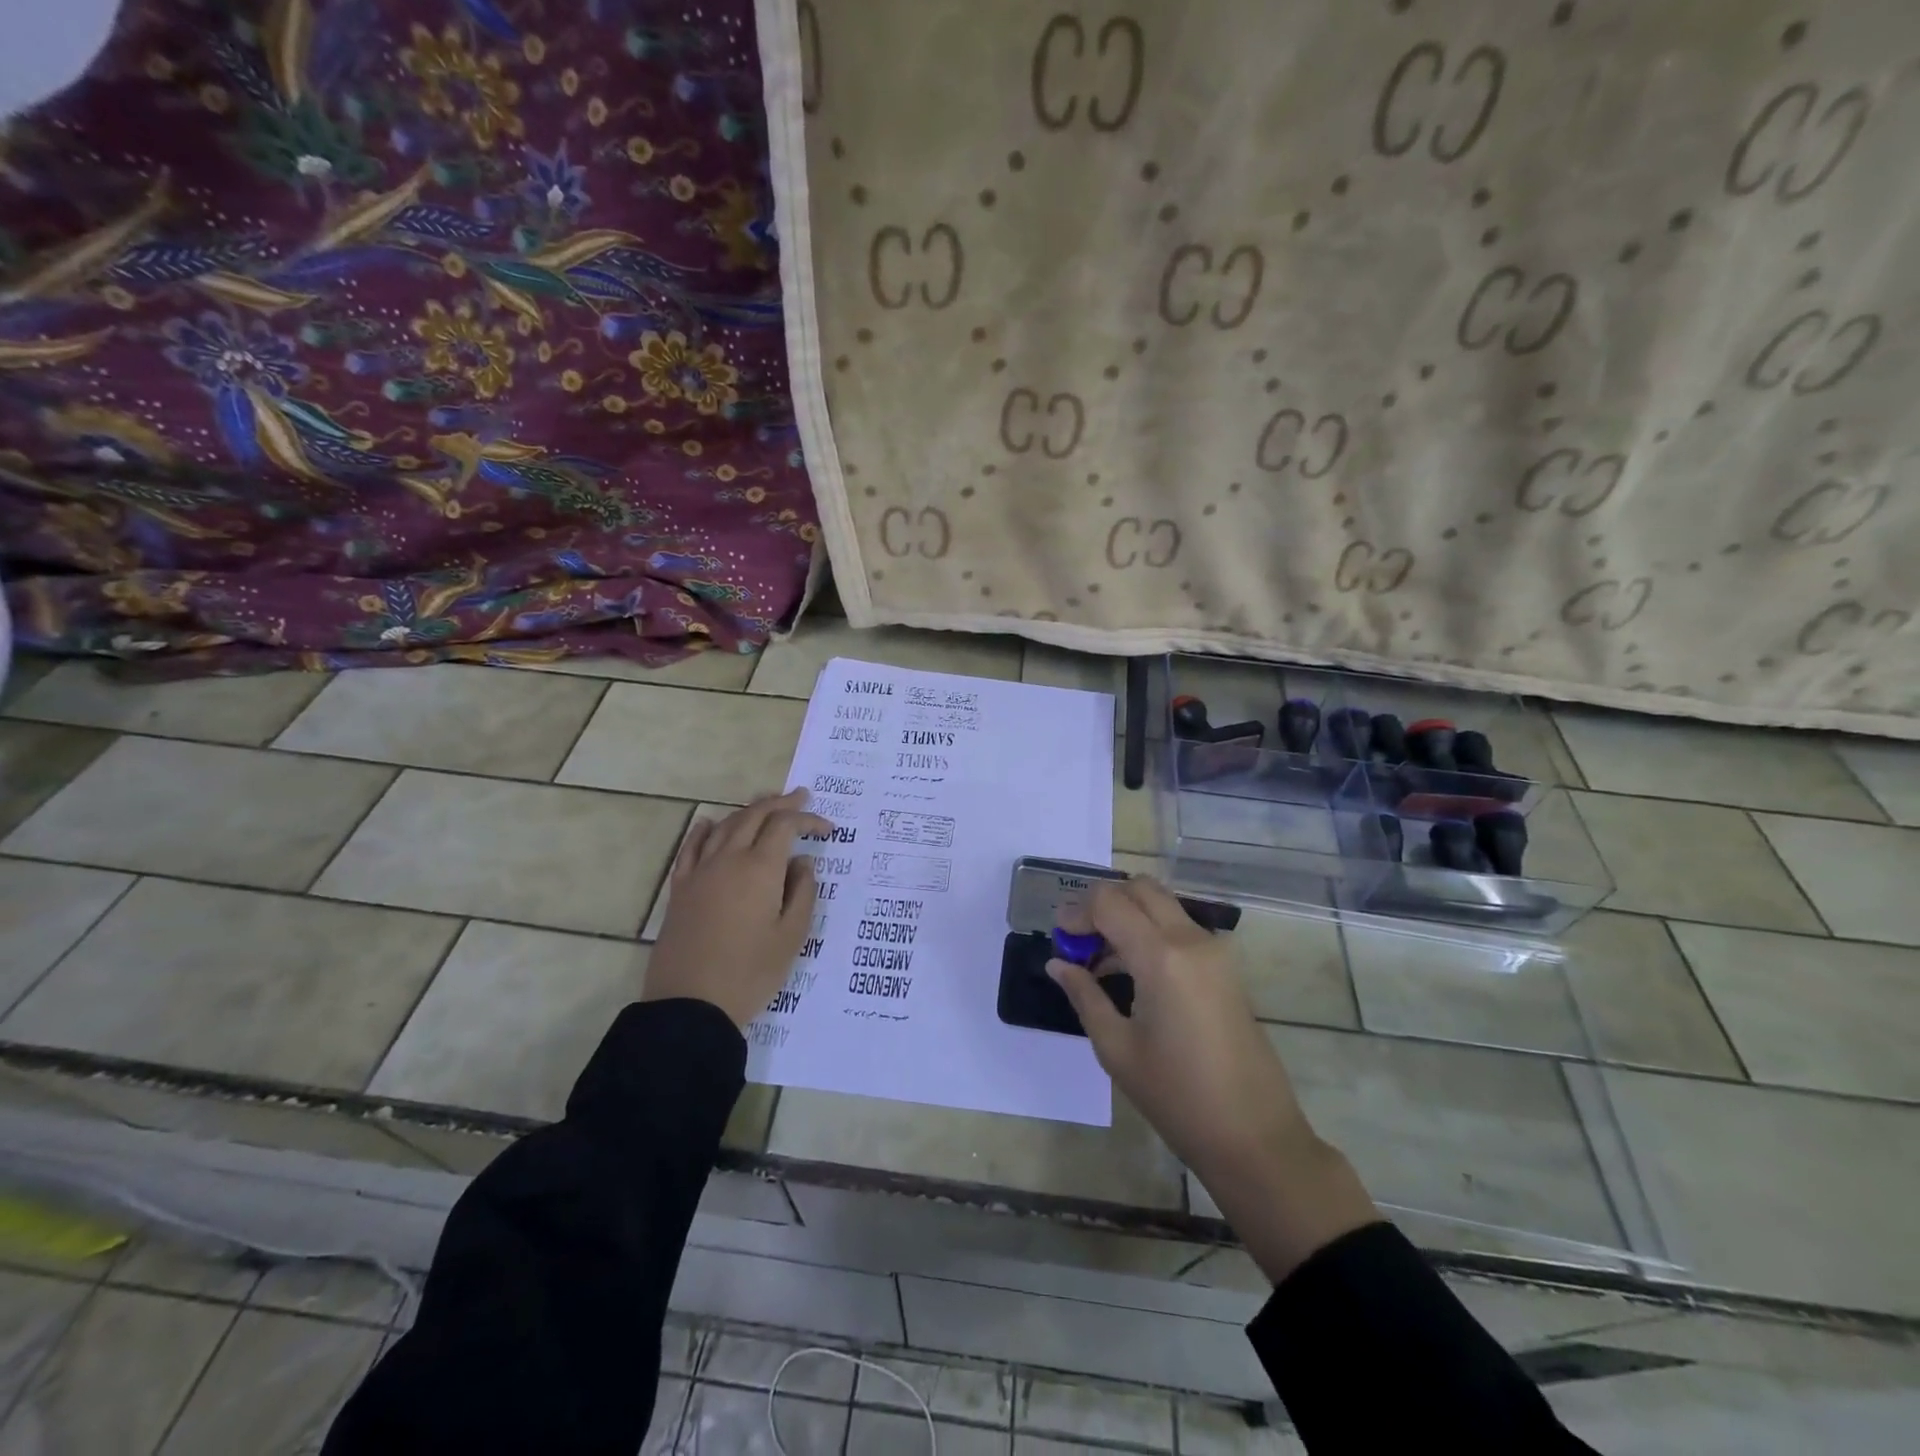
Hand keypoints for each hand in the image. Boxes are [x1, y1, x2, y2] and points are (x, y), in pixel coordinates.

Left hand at [643, 789, 828, 1029]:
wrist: (690, 1005)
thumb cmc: (750, 973)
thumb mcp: (791, 936)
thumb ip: (803, 892)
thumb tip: (803, 862)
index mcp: (760, 869)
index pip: (785, 826)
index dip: (808, 819)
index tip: (828, 830)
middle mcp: (728, 859)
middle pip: (754, 816)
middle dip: (780, 803)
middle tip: (801, 797)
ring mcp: (700, 872)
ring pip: (725, 826)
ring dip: (748, 810)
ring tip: (766, 805)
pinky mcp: (680, 889)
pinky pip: (692, 847)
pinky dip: (704, 830)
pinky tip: (711, 823)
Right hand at [1048, 878, 1376, 1279]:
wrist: (1254, 1136)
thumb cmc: (1176, 1096)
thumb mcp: (1116, 1048)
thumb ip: (1084, 995)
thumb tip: (1057, 964)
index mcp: (1161, 956)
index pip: (1110, 902)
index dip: (1077, 910)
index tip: (1059, 937)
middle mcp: (1191, 939)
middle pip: (1139, 888)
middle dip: (1103, 902)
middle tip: (1079, 938)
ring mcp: (1214, 951)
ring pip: (1162, 903)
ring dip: (1127, 914)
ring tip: (1100, 958)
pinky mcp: (1225, 967)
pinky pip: (1179, 927)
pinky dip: (1150, 930)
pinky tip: (1131, 970)